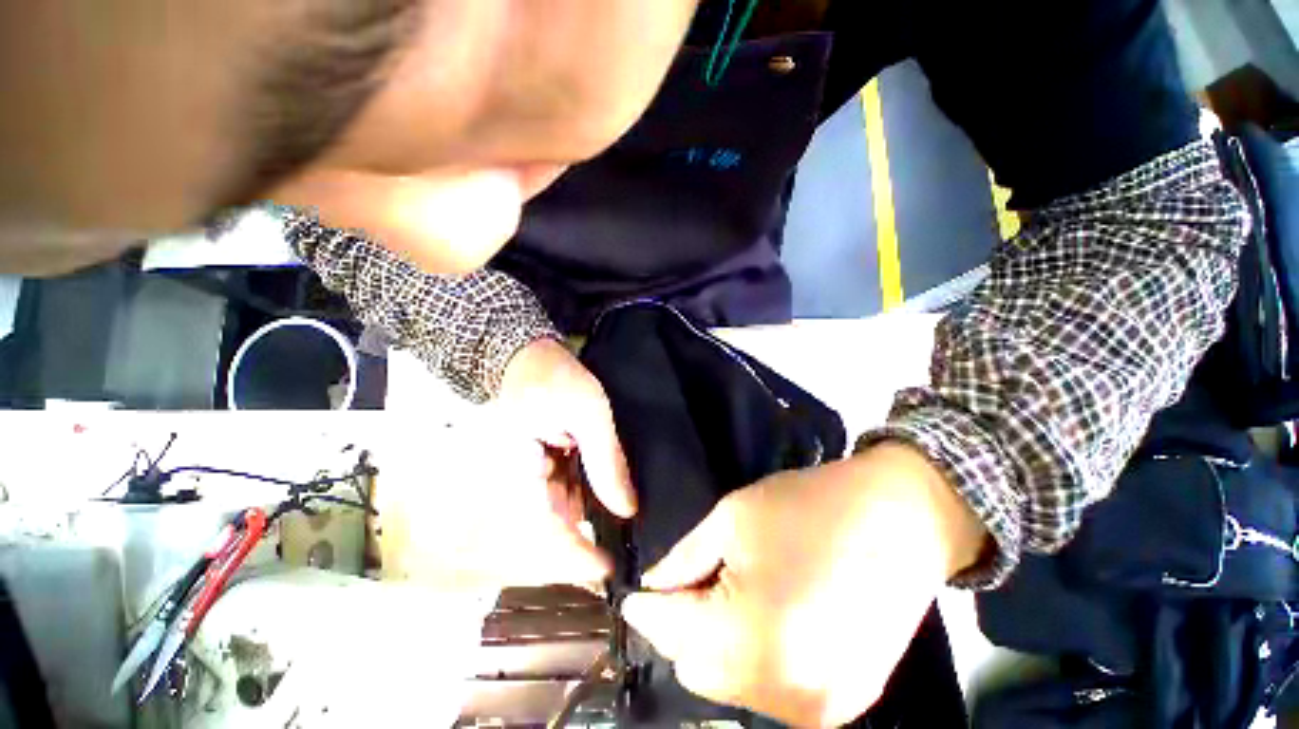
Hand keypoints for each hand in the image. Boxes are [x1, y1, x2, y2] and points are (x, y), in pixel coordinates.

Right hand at [496, 337, 635, 566]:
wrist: (528, 355)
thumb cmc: (554, 377)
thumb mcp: (589, 412)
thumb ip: (606, 460)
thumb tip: (626, 510)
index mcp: (520, 471)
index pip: (545, 527)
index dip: (575, 555)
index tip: (606, 573)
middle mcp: (521, 480)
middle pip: (556, 522)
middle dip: (591, 536)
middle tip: (628, 547)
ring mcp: (532, 472)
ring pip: (564, 506)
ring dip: (593, 515)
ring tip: (627, 523)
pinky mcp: (543, 462)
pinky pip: (566, 488)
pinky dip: (589, 493)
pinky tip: (613, 494)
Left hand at [622, 442, 987, 725]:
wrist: (900, 520)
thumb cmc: (807, 507)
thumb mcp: (733, 518)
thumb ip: (684, 559)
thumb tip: (653, 587)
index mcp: (752, 638)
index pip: (670, 633)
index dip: (647, 609)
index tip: (635, 592)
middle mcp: (785, 693)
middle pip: (696, 669)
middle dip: (680, 627)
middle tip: (689, 584)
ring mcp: (818, 710)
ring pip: (731, 685)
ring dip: (715, 645)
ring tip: (728, 594)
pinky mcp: (843, 707)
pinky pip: (769, 690)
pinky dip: (752, 658)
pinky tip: (766, 616)